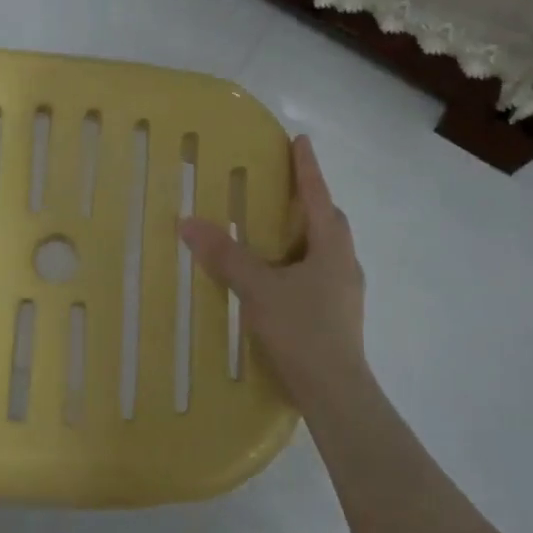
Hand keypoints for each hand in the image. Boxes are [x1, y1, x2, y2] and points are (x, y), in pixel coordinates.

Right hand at [178, 135, 368, 406]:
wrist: (335, 392)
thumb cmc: (302, 331)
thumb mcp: (258, 289)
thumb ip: (225, 256)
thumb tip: (189, 222)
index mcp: (332, 247)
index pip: (318, 195)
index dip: (307, 167)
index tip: (300, 140)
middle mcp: (344, 263)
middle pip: (328, 222)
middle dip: (308, 201)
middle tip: (282, 189)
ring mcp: (344, 292)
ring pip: (323, 250)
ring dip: (302, 235)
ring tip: (273, 233)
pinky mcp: (337, 315)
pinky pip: (317, 273)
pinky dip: (297, 263)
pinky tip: (277, 279)